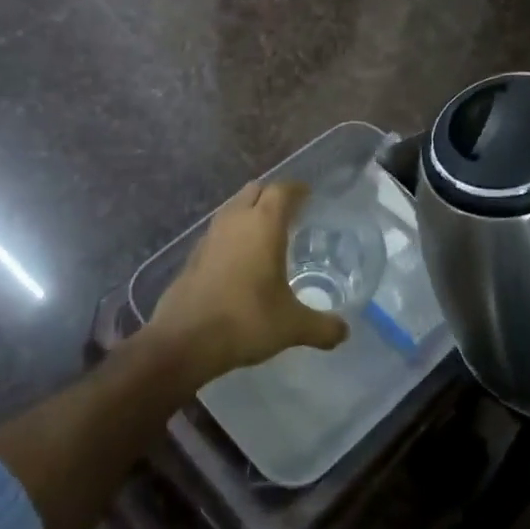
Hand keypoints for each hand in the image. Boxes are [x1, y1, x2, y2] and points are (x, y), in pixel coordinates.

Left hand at [145, 181, 348, 387]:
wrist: (185, 339)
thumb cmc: (246, 320)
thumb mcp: (292, 326)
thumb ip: (322, 327)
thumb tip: (344, 332)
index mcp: (263, 224)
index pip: (282, 190)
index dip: (297, 189)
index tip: (308, 195)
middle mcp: (235, 220)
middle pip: (255, 191)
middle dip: (272, 196)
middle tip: (289, 212)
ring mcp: (210, 236)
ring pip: (233, 209)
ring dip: (249, 213)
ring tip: (265, 234)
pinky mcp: (193, 255)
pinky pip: (218, 232)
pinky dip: (232, 236)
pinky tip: (240, 260)